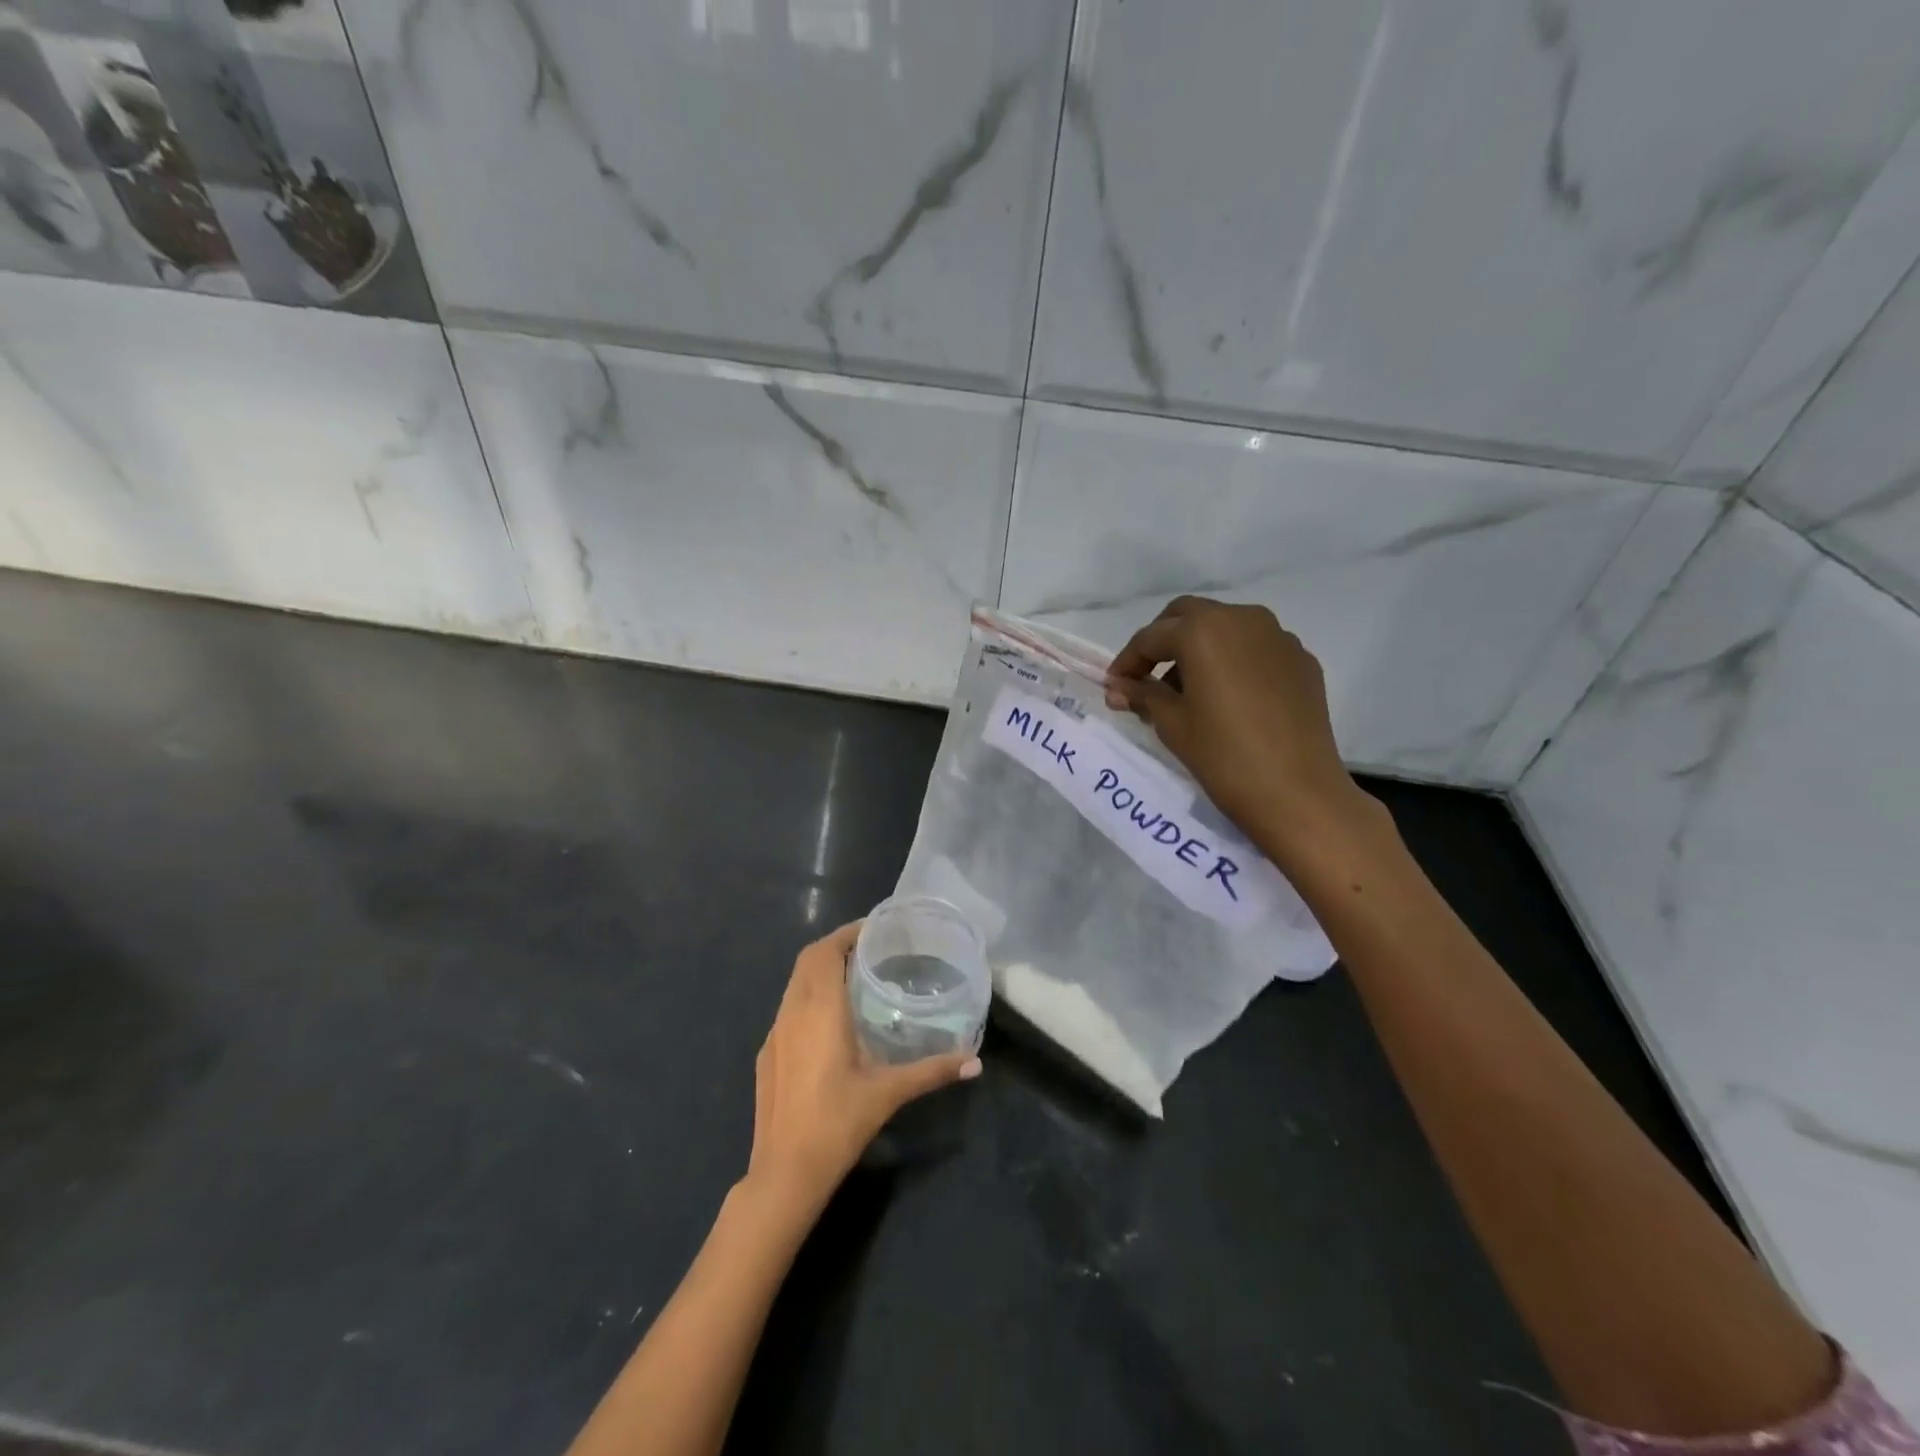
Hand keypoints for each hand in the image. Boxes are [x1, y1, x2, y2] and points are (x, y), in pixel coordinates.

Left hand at [745, 922, 980, 1216]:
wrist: (784, 1172)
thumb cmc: (837, 1123)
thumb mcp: (889, 1092)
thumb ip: (932, 1071)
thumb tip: (975, 1061)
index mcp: (819, 1010)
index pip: (825, 952)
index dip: (847, 933)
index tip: (874, 928)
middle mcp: (792, 1012)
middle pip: (808, 960)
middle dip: (835, 945)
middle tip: (870, 948)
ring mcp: (774, 1033)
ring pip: (795, 983)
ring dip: (820, 970)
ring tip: (853, 976)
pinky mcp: (766, 1054)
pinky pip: (788, 1008)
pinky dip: (808, 996)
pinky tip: (830, 1021)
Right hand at [1105, 596, 1379, 869]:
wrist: (1297, 792)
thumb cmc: (1223, 756)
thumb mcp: (1172, 724)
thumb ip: (1142, 695)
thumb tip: (1118, 687)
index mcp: (1203, 630)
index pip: (1151, 637)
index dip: (1127, 661)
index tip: (1114, 686)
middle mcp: (1242, 619)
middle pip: (1189, 616)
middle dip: (1163, 640)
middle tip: (1147, 674)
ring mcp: (1278, 637)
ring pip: (1226, 626)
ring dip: (1200, 646)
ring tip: (1188, 689)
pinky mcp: (1302, 660)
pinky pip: (1256, 648)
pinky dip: (1234, 661)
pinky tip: (1228, 697)